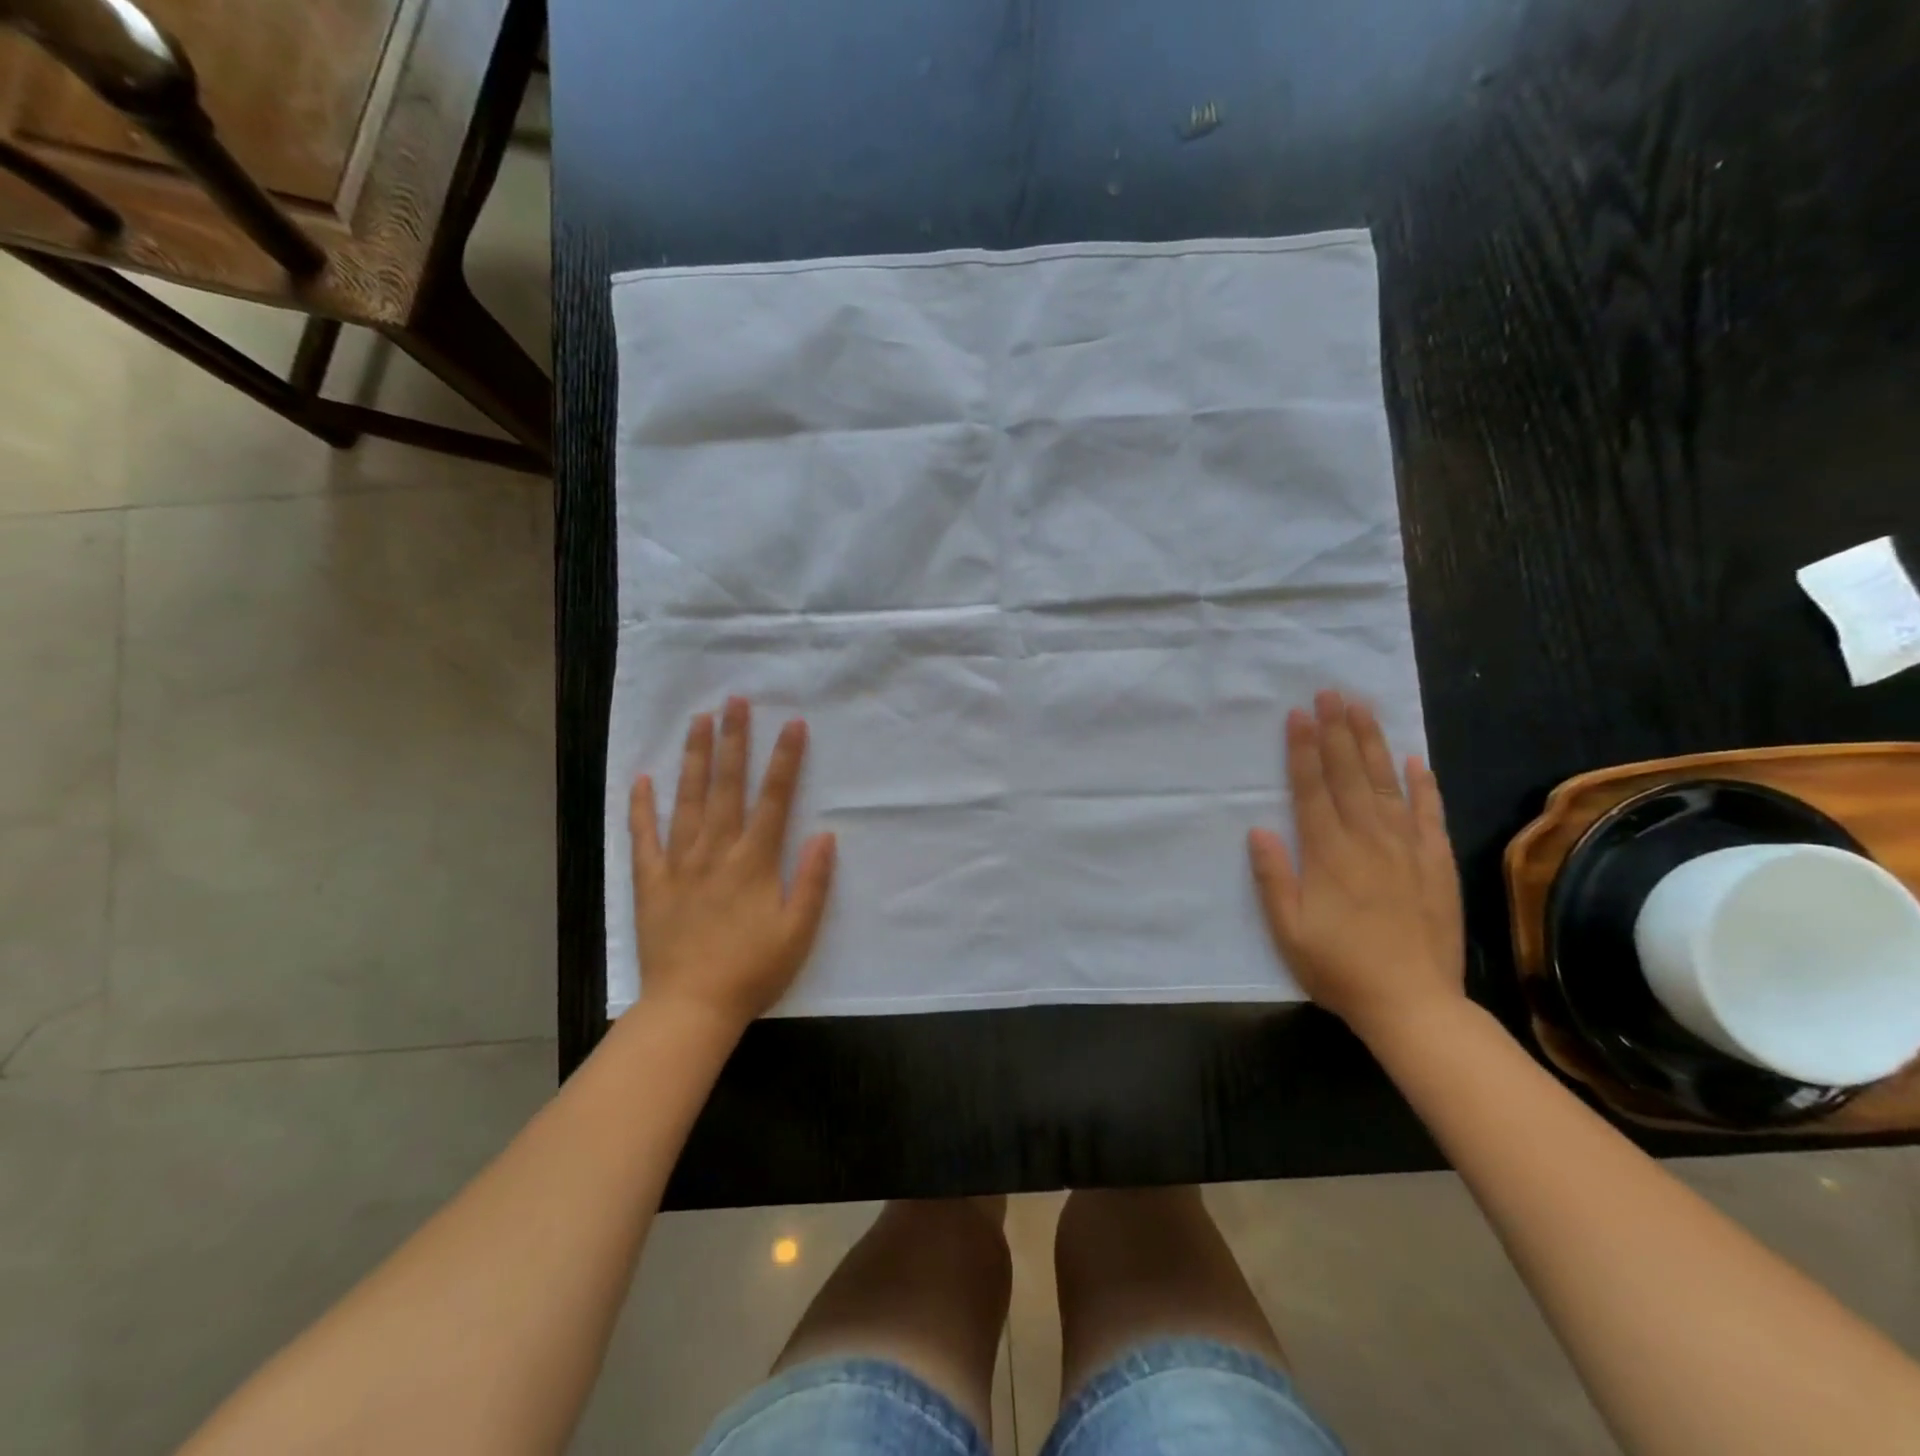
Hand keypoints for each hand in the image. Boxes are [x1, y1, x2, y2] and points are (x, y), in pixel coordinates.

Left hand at [629, 697, 836, 1034]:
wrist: (691, 1008)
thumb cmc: (752, 971)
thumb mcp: (798, 932)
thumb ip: (812, 882)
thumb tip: (825, 834)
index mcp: (754, 861)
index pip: (774, 798)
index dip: (785, 759)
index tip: (792, 724)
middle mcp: (716, 851)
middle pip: (726, 786)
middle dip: (733, 740)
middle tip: (734, 700)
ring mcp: (679, 863)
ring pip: (687, 800)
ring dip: (694, 758)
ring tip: (697, 720)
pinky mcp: (650, 882)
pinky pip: (644, 837)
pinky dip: (642, 807)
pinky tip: (642, 778)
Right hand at [1247, 690, 1465, 1043]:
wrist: (1414, 1005)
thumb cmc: (1340, 968)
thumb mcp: (1288, 930)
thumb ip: (1273, 878)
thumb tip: (1259, 829)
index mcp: (1328, 854)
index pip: (1312, 789)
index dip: (1303, 750)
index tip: (1298, 715)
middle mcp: (1368, 840)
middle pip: (1350, 775)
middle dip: (1337, 731)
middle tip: (1331, 693)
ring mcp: (1407, 849)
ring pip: (1388, 784)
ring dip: (1373, 744)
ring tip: (1362, 709)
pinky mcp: (1435, 864)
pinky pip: (1429, 814)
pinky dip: (1423, 785)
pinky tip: (1416, 760)